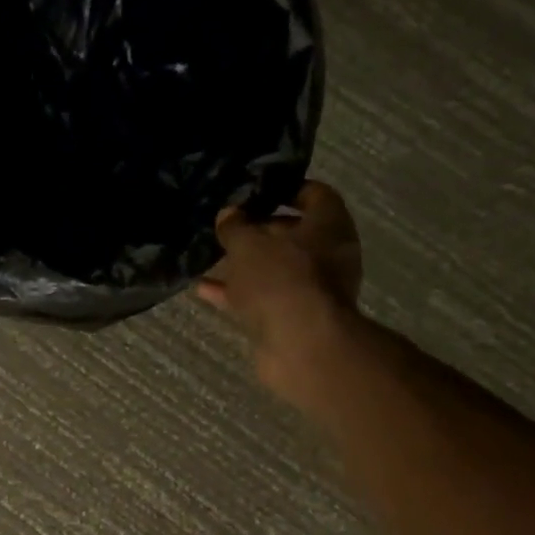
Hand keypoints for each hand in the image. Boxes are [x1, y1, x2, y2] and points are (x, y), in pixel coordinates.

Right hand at [198, 181, 362, 400]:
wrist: (301, 346)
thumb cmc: (281, 279)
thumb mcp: (248, 244)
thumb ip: (235, 226)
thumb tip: (229, 213)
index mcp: (329, 225)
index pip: (314, 193)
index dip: (284, 189)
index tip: (254, 190)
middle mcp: (329, 255)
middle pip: (293, 234)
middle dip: (259, 230)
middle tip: (227, 225)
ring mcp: (313, 290)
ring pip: (276, 269)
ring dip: (246, 265)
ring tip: (210, 256)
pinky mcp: (295, 319)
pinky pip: (263, 298)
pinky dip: (238, 293)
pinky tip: (205, 290)